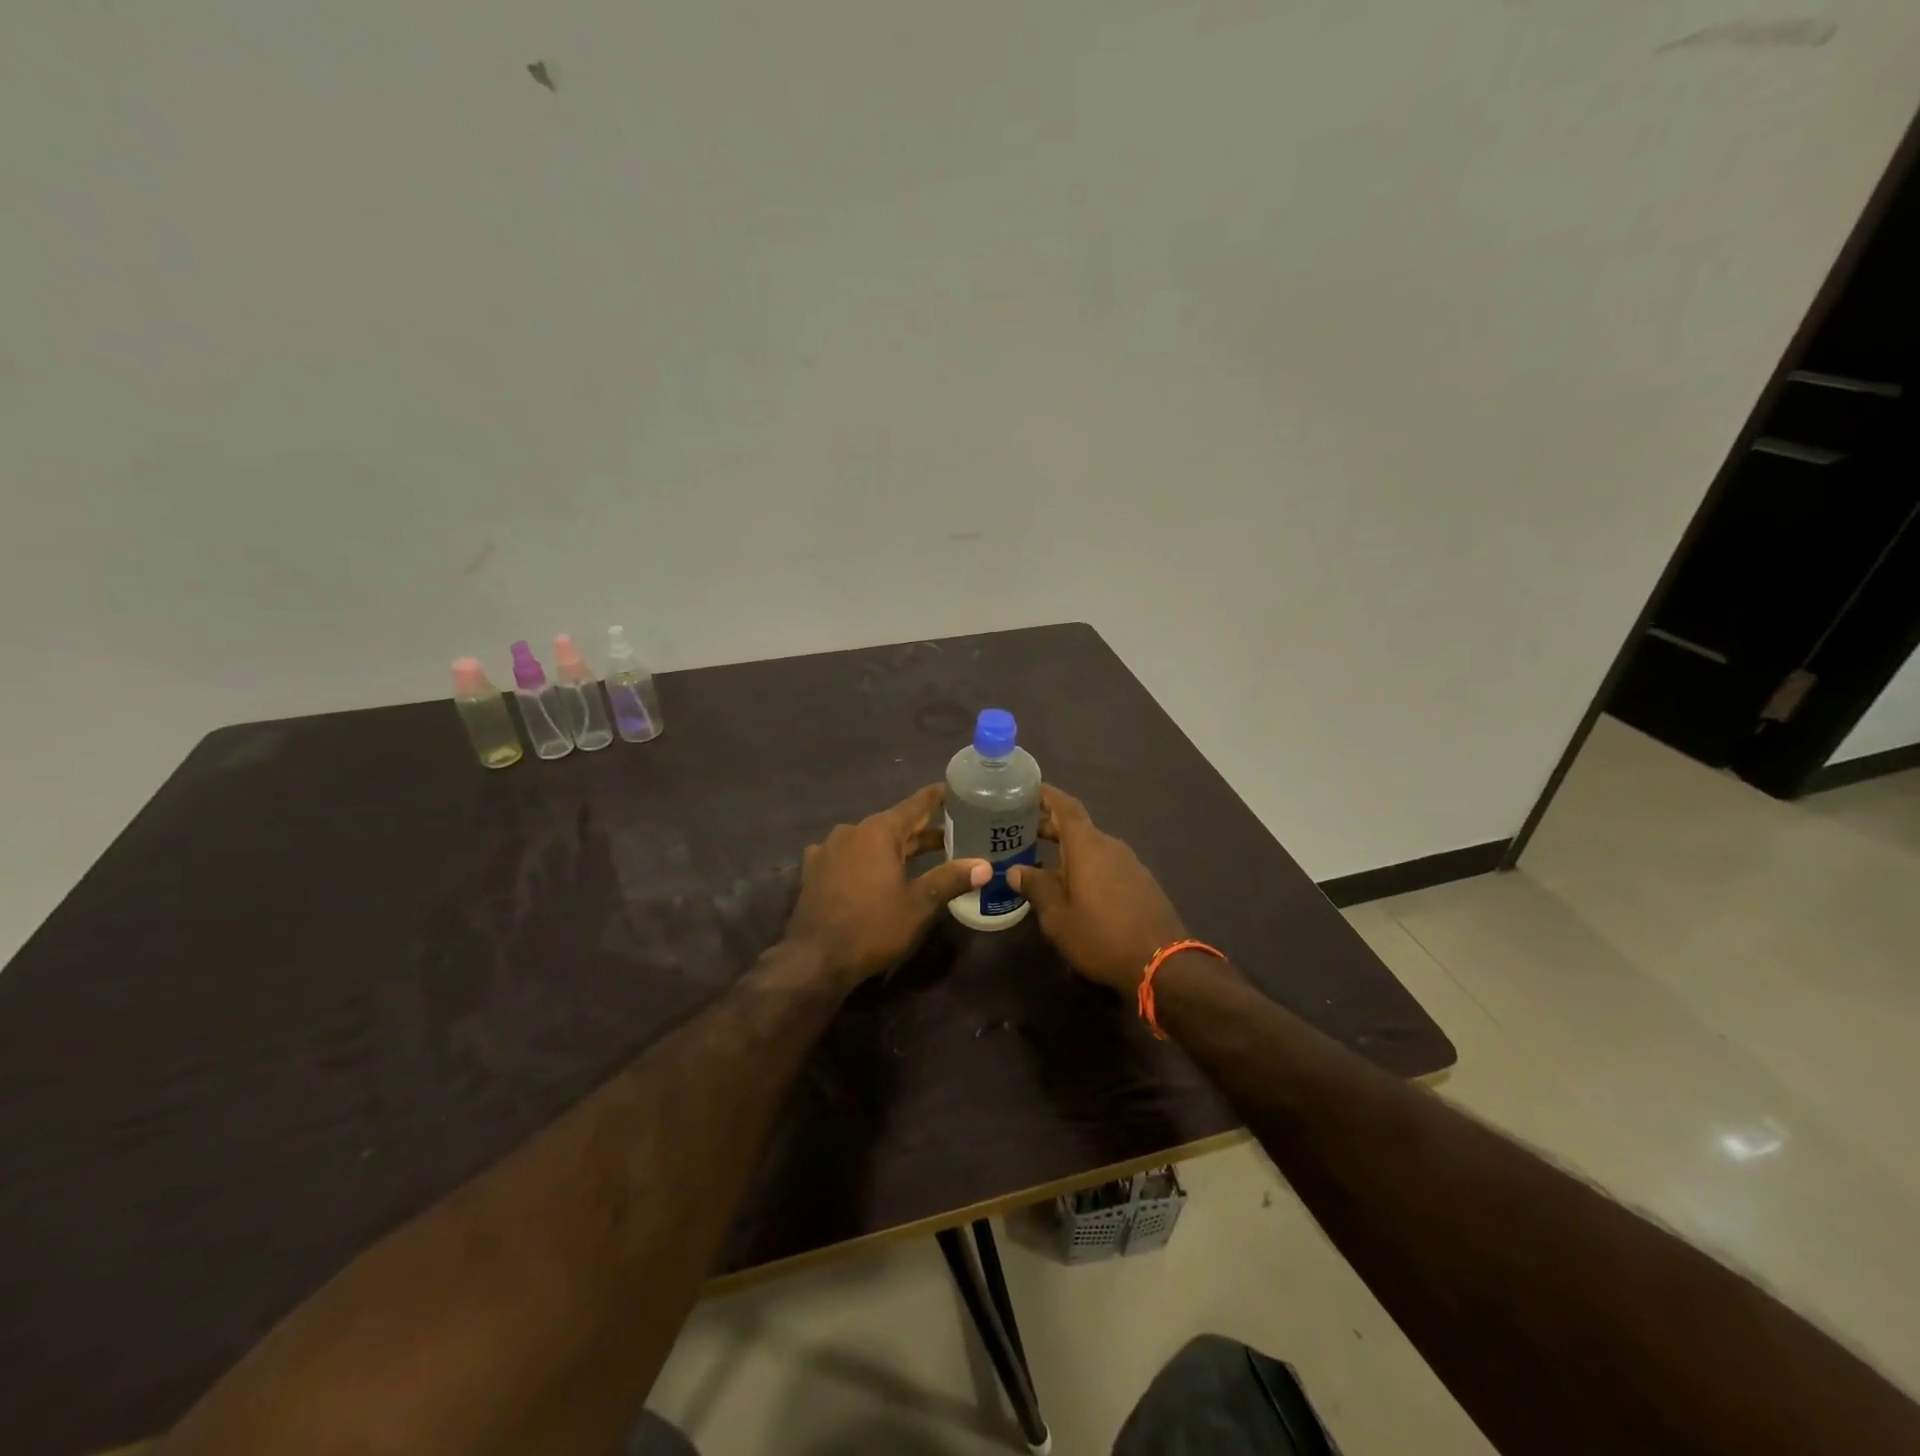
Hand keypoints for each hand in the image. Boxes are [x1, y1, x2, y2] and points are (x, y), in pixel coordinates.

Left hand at [784, 784, 989, 990]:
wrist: (815, 958)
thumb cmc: (872, 926)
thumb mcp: (918, 904)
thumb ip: (950, 879)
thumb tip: (984, 866)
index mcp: (879, 831)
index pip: (915, 805)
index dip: (937, 797)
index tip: (955, 789)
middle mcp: (852, 831)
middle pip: (895, 824)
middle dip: (923, 830)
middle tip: (955, 833)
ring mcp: (829, 849)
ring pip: (871, 840)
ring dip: (895, 846)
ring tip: (920, 856)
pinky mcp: (814, 870)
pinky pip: (848, 855)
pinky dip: (866, 858)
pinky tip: (874, 870)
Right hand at [1009, 786, 1189, 993]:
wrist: (1163, 963)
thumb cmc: (1102, 936)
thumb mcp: (1058, 917)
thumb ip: (1036, 888)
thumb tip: (1016, 870)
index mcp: (1087, 846)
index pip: (1064, 806)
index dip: (1045, 795)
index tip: (1024, 790)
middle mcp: (1109, 846)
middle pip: (1076, 827)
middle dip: (1048, 826)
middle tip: (1019, 832)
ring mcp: (1129, 863)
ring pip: (1091, 847)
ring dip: (1066, 850)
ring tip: (1040, 863)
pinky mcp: (1140, 882)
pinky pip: (1105, 864)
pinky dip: (1084, 866)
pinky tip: (1072, 887)